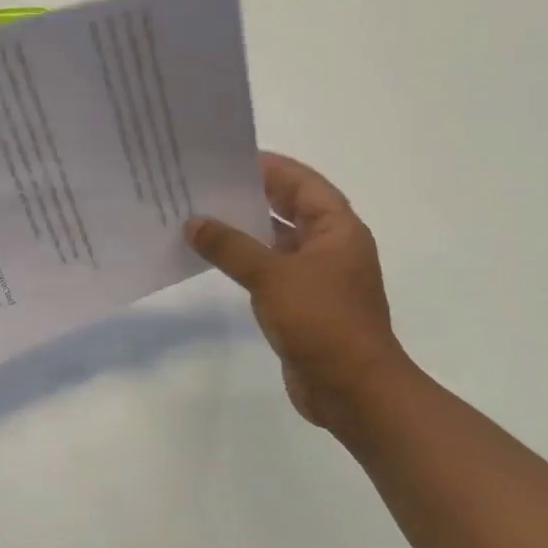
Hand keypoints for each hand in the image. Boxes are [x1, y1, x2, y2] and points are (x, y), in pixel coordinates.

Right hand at [185, 152, 409, 430]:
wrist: (352, 390)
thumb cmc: (321, 321)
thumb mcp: (272, 276)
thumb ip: (231, 247)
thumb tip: (194, 223)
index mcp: (337, 230)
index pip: (302, 183)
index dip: (269, 167)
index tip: (228, 158)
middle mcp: (330, 247)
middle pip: (288, 208)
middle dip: (250, 196)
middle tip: (204, 184)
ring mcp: (316, 277)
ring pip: (275, 240)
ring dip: (243, 230)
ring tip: (199, 216)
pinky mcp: (301, 303)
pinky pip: (268, 269)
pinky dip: (243, 260)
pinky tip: (211, 257)